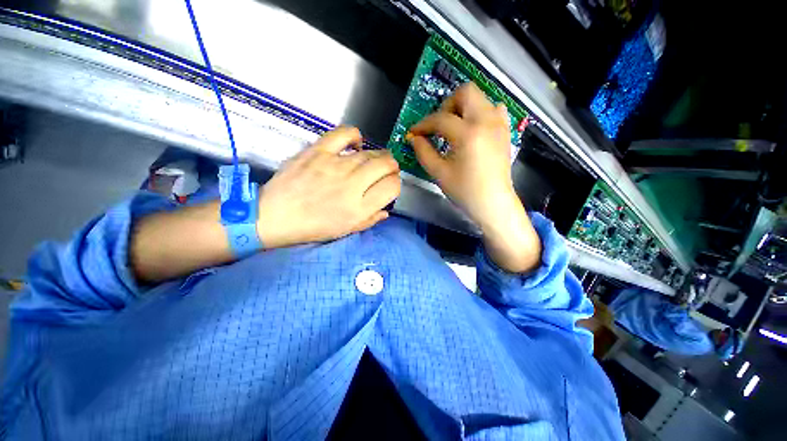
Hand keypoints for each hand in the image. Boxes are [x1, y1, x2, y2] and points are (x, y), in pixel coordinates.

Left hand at [256, 127, 400, 248]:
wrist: (275, 216)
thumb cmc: (313, 227)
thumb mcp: (346, 230)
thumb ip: (370, 219)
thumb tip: (386, 210)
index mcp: (360, 207)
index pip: (392, 187)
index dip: (396, 184)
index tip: (389, 186)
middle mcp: (353, 184)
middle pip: (386, 165)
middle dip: (392, 167)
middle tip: (387, 170)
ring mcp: (336, 165)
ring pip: (370, 152)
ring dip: (378, 155)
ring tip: (374, 160)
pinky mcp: (319, 151)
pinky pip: (344, 134)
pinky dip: (355, 136)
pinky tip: (356, 145)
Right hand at [408, 83, 540, 271]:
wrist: (493, 202)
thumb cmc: (465, 191)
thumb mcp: (439, 173)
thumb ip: (423, 152)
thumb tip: (414, 138)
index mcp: (468, 134)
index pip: (440, 119)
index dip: (423, 125)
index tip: (414, 133)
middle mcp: (486, 121)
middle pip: (466, 92)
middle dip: (447, 106)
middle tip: (439, 126)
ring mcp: (499, 124)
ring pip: (480, 98)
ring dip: (463, 107)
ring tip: (454, 128)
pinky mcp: (505, 130)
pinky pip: (494, 109)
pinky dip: (480, 113)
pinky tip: (473, 129)